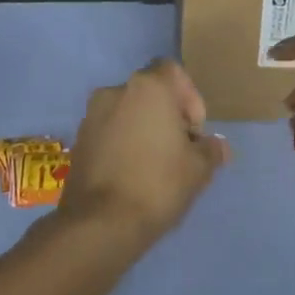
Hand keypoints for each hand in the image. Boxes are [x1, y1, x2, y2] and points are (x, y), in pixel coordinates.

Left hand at [59, 60, 228, 244]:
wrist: (100, 223)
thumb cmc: (158, 184)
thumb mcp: (199, 169)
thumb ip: (211, 150)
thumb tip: (216, 146)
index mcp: (148, 87)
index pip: (174, 72)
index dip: (190, 98)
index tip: (194, 132)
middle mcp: (115, 91)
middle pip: (150, 93)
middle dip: (167, 116)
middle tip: (179, 151)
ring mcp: (91, 115)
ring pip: (127, 113)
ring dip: (143, 130)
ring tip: (155, 166)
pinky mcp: (78, 141)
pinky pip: (109, 132)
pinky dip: (123, 144)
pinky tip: (132, 175)